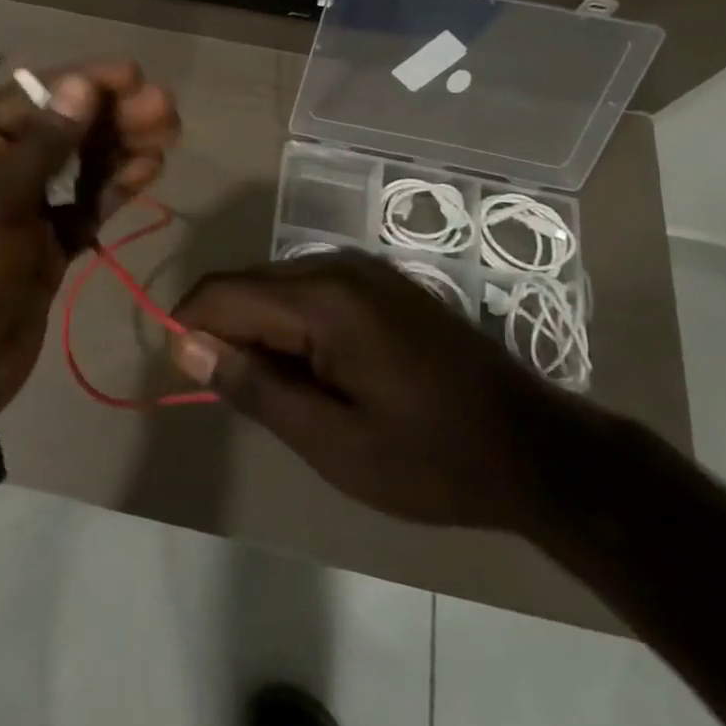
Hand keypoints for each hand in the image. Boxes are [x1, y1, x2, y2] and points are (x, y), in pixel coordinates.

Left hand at [0, 60, 181, 418]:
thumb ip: (44, 143)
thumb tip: (81, 84)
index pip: (32, 97)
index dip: (83, 82)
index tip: (133, 74)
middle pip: (63, 128)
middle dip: (112, 115)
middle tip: (164, 106)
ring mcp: (24, 208)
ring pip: (80, 166)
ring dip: (121, 147)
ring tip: (168, 132)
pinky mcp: (48, 245)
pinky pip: (86, 206)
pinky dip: (114, 188)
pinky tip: (148, 170)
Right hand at [170, 252, 583, 532]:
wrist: (540, 451)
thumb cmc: (432, 459)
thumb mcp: (333, 443)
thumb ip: (254, 388)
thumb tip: (184, 344)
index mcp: (323, 300)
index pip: (222, 293)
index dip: (189, 329)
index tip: (187, 377)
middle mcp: (336, 266)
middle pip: (246, 285)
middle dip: (227, 334)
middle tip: (243, 399)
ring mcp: (362, 269)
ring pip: (274, 287)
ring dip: (260, 333)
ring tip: (284, 395)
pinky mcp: (378, 281)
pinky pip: (308, 291)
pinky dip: (292, 327)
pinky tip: (318, 373)